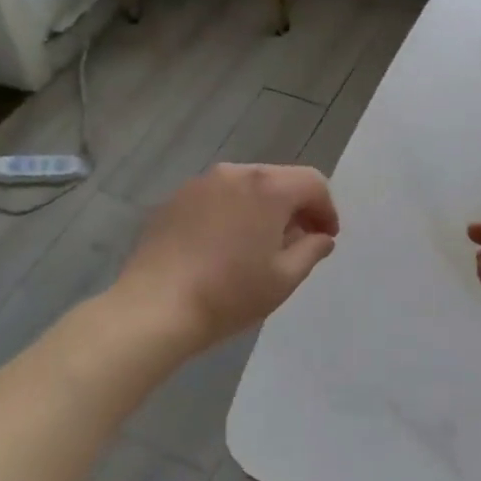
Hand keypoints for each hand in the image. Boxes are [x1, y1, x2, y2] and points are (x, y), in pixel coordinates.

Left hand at [116, 163, 339, 350]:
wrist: (155, 307)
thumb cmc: (229, 293)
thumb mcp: (284, 278)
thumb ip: (311, 250)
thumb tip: (320, 237)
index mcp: (268, 187)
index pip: (313, 183)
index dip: (326, 209)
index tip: (325, 237)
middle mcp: (236, 173)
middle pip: (279, 179)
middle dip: (295, 206)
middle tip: (298, 241)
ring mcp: (201, 183)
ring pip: (246, 186)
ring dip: (262, 207)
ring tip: (259, 244)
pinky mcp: (175, 199)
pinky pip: (217, 197)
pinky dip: (231, 212)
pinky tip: (224, 246)